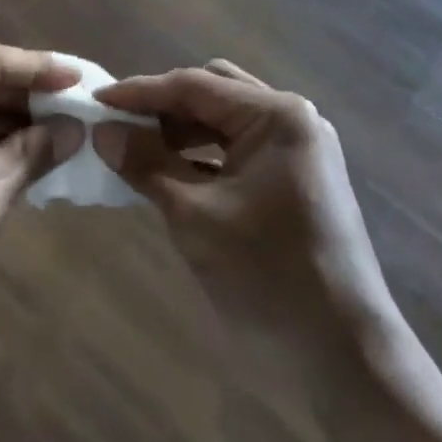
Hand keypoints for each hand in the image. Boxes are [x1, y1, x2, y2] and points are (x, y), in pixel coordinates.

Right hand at [93, 60, 394, 350]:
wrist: (346, 357)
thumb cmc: (267, 277)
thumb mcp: (194, 215)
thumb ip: (146, 164)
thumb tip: (102, 132)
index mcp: (275, 115)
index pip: (193, 85)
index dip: (139, 92)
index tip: (95, 100)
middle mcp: (292, 118)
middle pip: (213, 91)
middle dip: (163, 106)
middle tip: (119, 125)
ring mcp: (300, 148)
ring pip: (226, 119)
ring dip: (182, 130)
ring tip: (139, 150)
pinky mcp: (299, 178)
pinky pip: (241, 148)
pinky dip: (205, 154)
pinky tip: (172, 173)